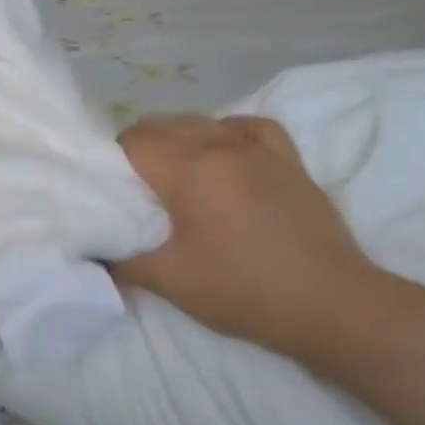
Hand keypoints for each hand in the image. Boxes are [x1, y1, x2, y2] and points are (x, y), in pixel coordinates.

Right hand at [112, 114, 379, 358]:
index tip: (105, 186)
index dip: (110, 159)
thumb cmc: (242, 290)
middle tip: (130, 185)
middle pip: (164, 124)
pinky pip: (249, 126)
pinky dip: (226, 131)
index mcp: (190, 170)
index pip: (133, 142)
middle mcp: (222, 146)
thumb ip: (123, 262)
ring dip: (177, 139)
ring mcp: (260, 150)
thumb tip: (95, 254)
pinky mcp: (289, 161)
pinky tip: (222, 150)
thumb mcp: (170, 281)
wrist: (329, 304)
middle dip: (138, 147)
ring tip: (170, 172)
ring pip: (203, 121)